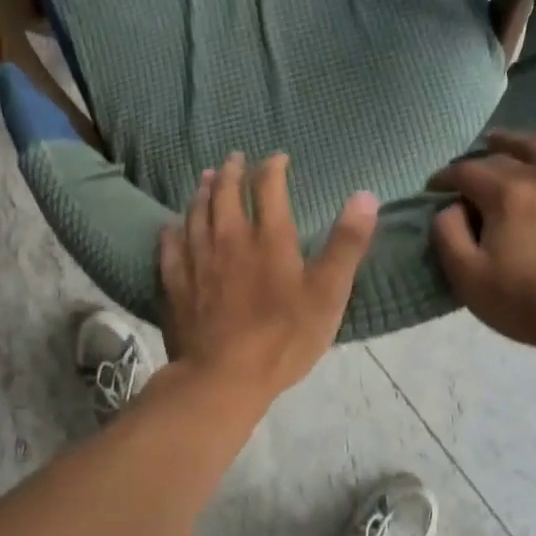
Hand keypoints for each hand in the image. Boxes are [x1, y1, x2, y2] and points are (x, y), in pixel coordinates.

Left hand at [158, 153, 378, 401]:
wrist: (223, 377)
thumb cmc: (283, 337)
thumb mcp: (329, 292)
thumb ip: (347, 243)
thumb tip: (365, 195)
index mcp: (268, 237)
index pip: (268, 187)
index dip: (273, 167)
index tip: (278, 158)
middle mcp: (228, 237)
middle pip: (226, 193)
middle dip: (233, 171)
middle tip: (235, 158)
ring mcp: (197, 258)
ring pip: (196, 212)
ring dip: (202, 191)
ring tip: (206, 178)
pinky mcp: (175, 282)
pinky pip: (170, 246)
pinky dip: (173, 229)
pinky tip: (172, 225)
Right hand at [428, 106, 535, 352]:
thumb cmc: (525, 302)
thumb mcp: (467, 277)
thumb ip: (446, 234)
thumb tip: (448, 206)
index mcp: (505, 195)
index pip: (465, 173)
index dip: (444, 179)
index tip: (434, 190)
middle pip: (500, 159)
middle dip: (475, 165)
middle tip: (464, 179)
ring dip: (513, 141)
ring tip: (497, 141)